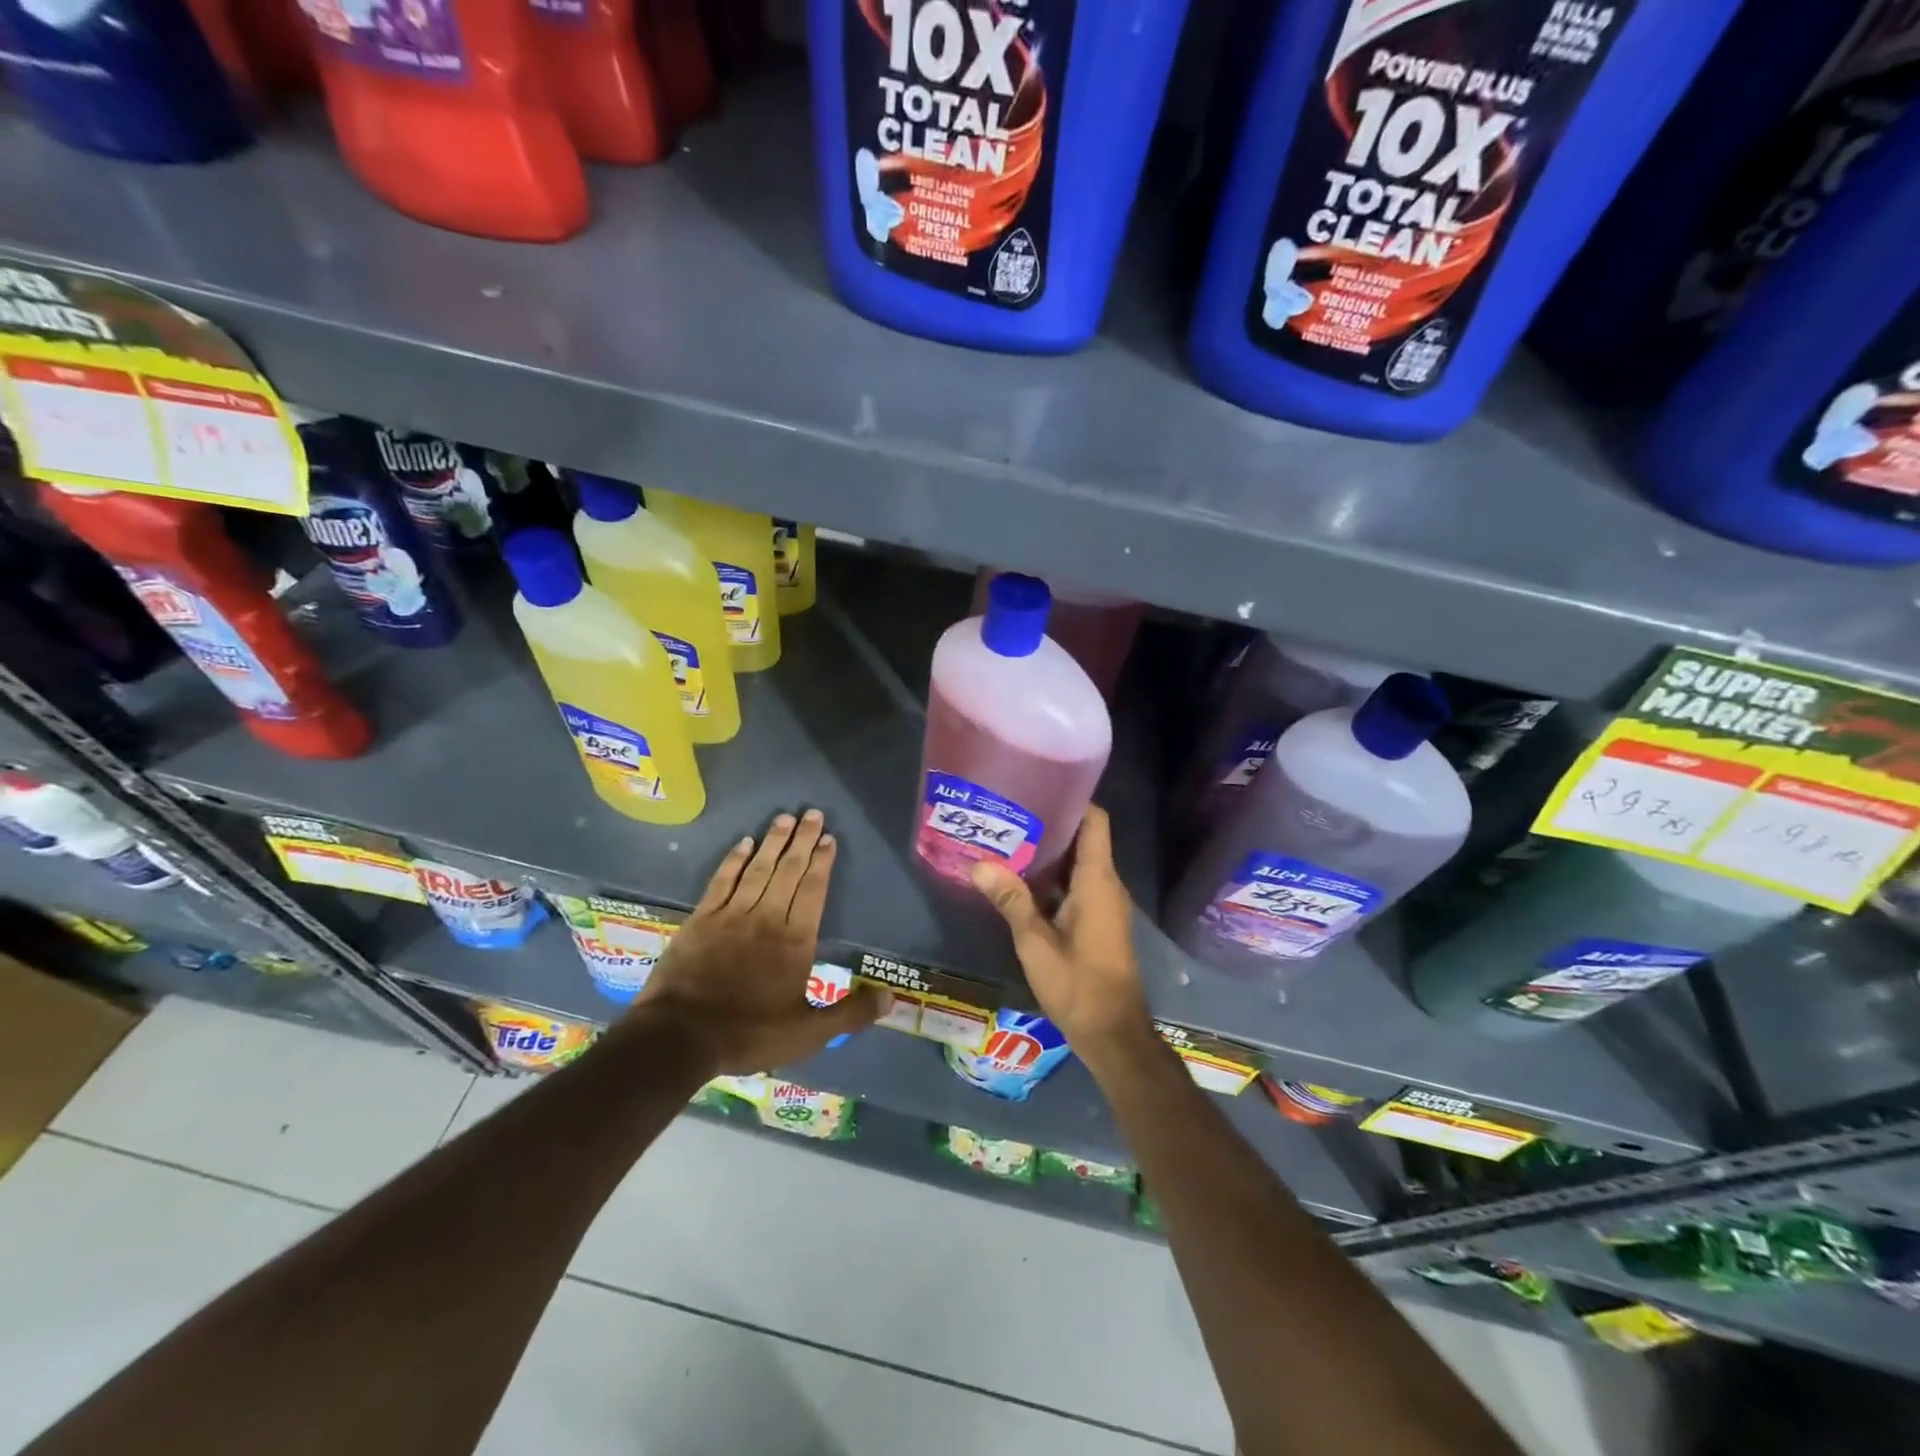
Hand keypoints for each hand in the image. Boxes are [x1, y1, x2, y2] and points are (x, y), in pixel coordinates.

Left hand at [630, 810, 886, 1073]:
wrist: (679, 1037)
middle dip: (802, 840)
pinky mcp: (702, 919)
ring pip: (758, 869)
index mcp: (795, 941)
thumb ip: (850, 1014)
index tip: (829, 838)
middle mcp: (767, 918)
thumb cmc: (749, 1034)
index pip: (814, 890)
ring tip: (785, 817)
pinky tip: (744, 843)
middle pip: (789, 870)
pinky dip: (734, 860)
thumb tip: (891, 998)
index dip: (822, 862)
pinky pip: (723, 880)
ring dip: (773, 842)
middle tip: (812, 812)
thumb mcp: (808, 1034)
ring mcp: (732, 915)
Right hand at [970, 805, 1155, 1067]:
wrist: (1113, 1033)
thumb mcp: (1036, 943)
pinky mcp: (1098, 922)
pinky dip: (1053, 879)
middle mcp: (1107, 886)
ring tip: (1008, 840)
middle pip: (1083, 839)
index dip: (1073, 800)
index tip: (1039, 788)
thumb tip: (980, 864)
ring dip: (1048, 854)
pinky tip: (1020, 882)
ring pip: (1078, 864)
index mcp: (1098, 881)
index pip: (1095, 822)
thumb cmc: (1078, 985)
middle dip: (1050, 825)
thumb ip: (1011, 901)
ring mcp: (1104, 905)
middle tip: (1009, 814)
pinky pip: (1077, 886)